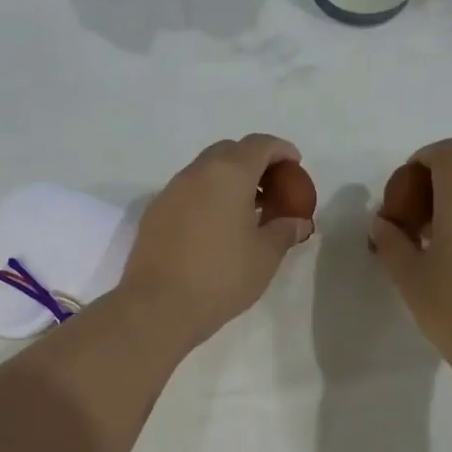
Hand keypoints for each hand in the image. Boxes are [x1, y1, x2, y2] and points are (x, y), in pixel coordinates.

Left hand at [119, 134, 314, 346]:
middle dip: (253, 163)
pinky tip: (215, 228)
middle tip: (271, 190)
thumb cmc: (221, 276)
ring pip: (204, 172)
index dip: (281, 151)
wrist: (159, 305)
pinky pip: (187, 193)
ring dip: (227, 181)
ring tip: (245, 212)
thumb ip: (285, 230)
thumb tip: (297, 221)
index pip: (259, 145)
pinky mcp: (154, 213)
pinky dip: (206, 198)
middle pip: (229, 152)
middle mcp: (196, 173)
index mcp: (228, 174)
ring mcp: (170, 192)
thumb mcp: (265, 256)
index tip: (295, 165)